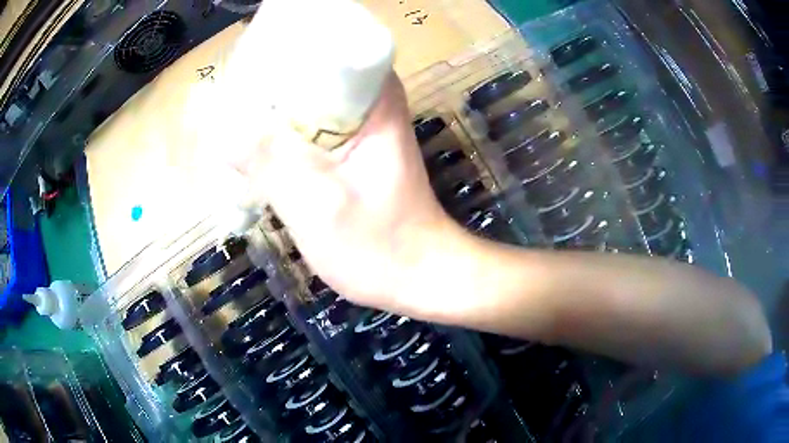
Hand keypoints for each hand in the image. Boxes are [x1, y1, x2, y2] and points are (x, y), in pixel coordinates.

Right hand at [230, 74, 460, 309]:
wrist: (420, 276)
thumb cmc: (380, 247)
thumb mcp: (318, 206)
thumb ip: (269, 162)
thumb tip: (219, 127)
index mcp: (373, 98)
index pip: (320, 49)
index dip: (275, 57)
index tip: (239, 77)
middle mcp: (370, 102)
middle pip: (307, 75)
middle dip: (264, 90)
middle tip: (225, 110)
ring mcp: (360, 127)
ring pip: (303, 104)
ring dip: (270, 116)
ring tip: (231, 128)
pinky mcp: (350, 151)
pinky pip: (307, 130)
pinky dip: (282, 139)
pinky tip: (255, 153)